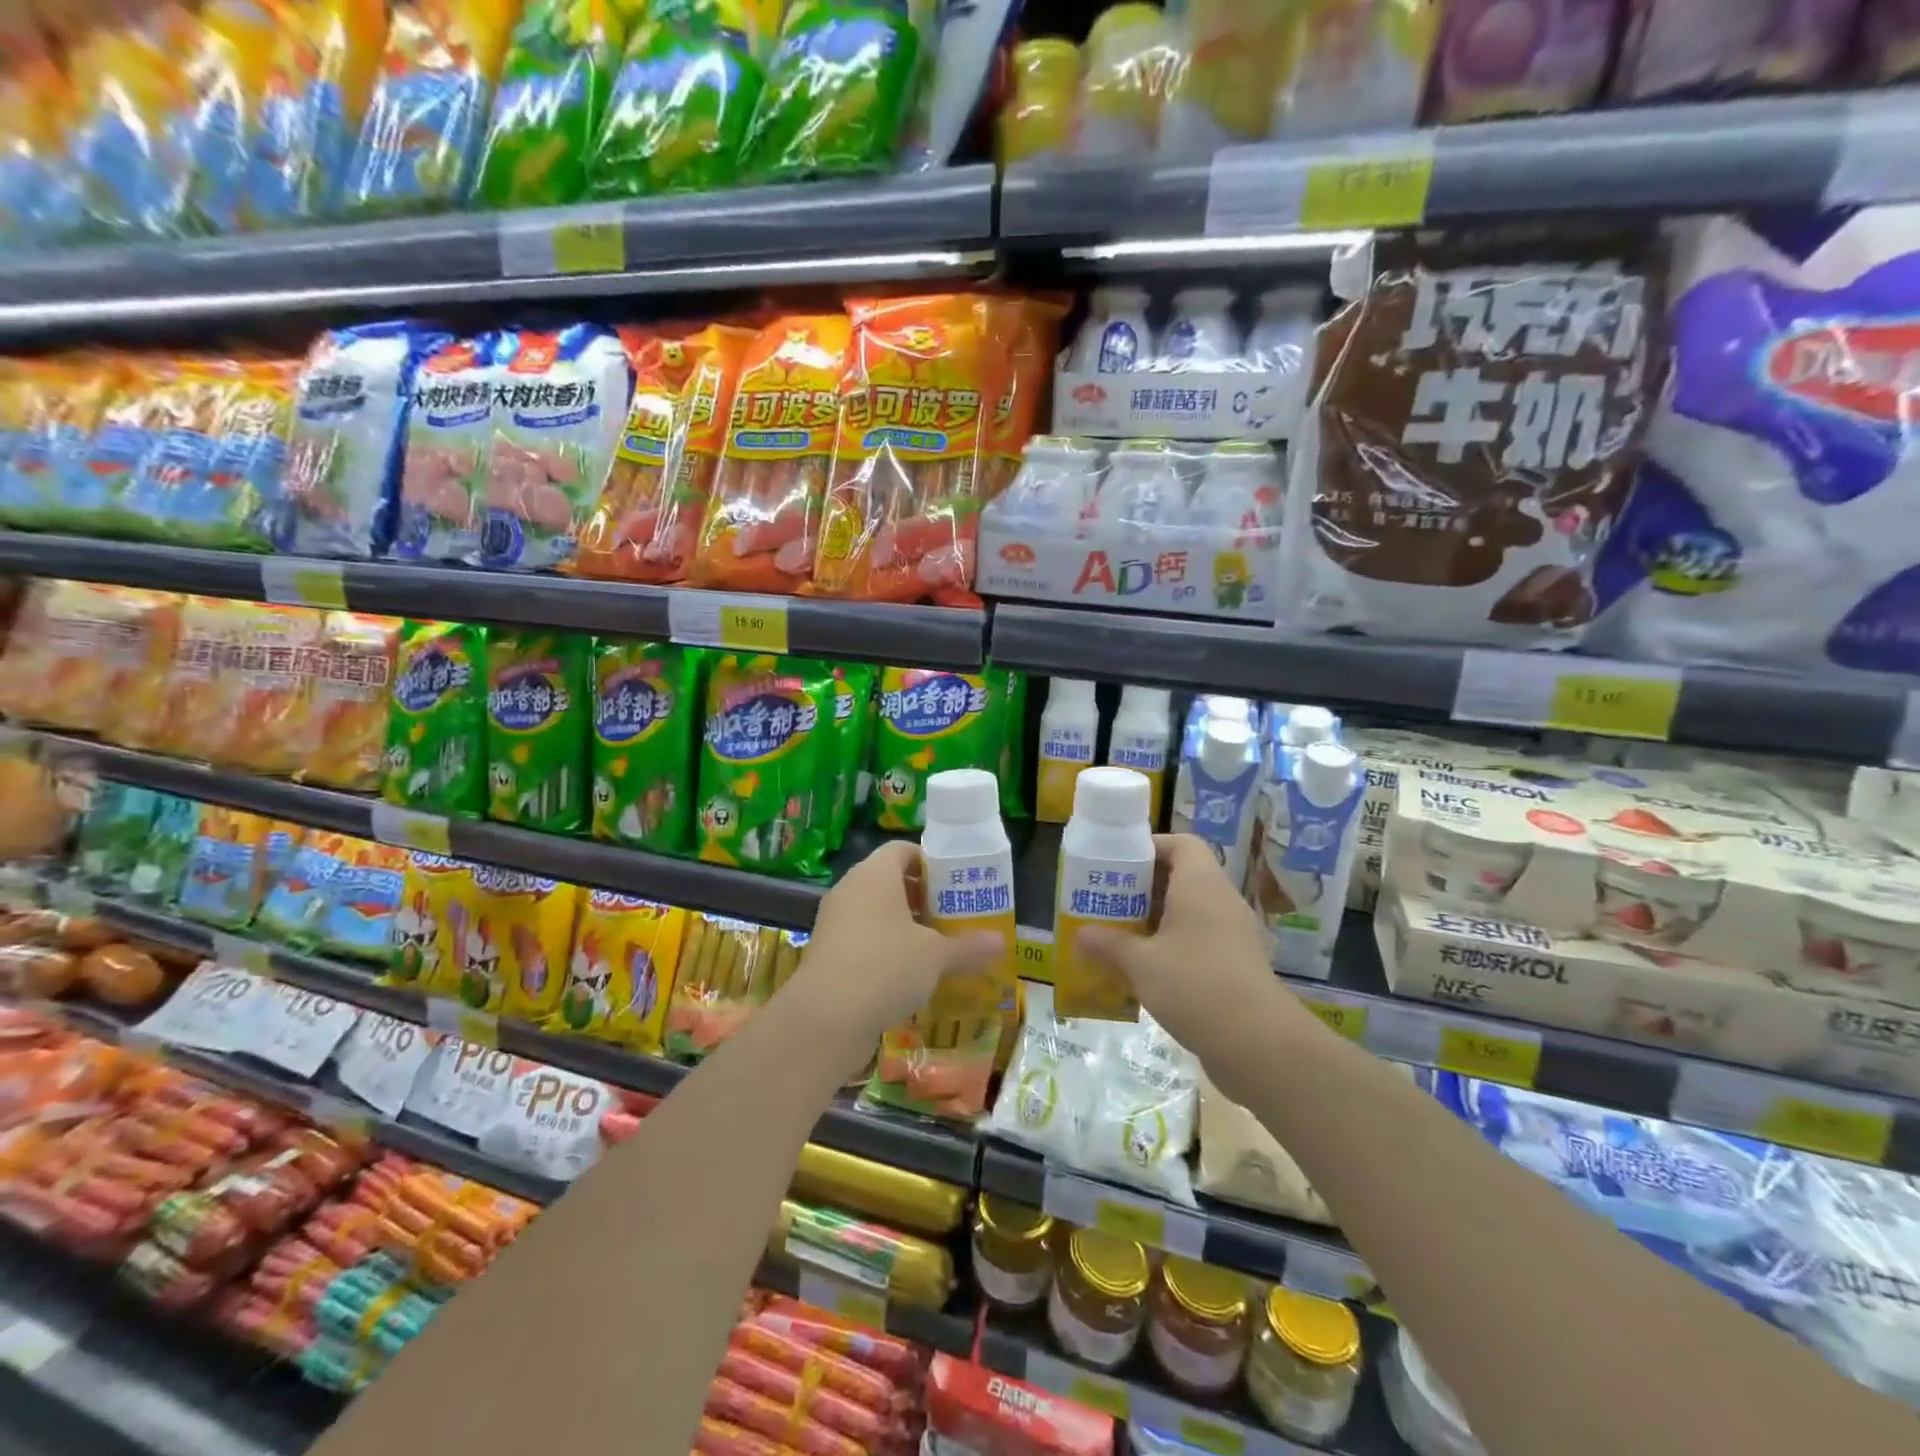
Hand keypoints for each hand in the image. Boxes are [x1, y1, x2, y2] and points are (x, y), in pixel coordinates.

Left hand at [789, 840, 1002, 1061]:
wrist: (826, 1018)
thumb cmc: (886, 967)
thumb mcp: (935, 956)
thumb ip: (968, 947)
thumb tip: (1001, 943)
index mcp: (875, 874)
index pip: (902, 850)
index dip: (929, 862)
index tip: (954, 884)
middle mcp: (851, 889)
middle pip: (889, 881)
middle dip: (921, 897)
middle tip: (951, 916)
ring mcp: (835, 921)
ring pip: (875, 912)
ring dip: (904, 926)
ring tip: (936, 947)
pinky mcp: (827, 953)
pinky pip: (862, 938)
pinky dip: (885, 949)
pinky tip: (909, 976)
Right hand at [1077, 834, 1312, 1098]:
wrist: (1257, 1043)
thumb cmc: (1194, 984)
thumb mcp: (1140, 964)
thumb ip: (1109, 945)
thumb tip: (1082, 935)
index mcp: (1200, 884)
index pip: (1182, 844)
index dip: (1151, 847)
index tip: (1119, 863)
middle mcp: (1221, 901)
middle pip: (1183, 877)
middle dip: (1145, 888)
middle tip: (1110, 901)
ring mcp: (1233, 935)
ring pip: (1190, 912)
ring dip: (1157, 920)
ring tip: (1121, 936)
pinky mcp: (1237, 965)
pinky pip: (1200, 940)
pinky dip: (1173, 946)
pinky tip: (1146, 971)